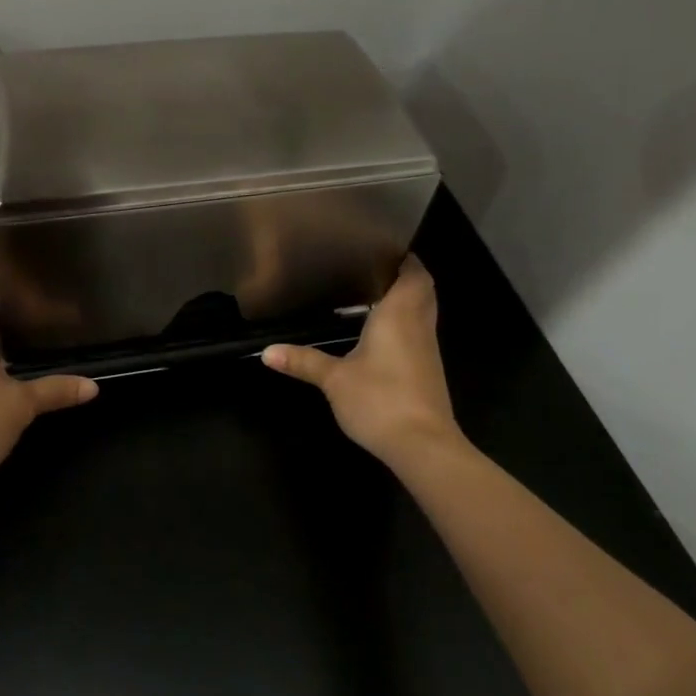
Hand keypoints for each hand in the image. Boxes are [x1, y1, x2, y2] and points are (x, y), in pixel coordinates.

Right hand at [261, 255, 464, 471]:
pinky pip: (420, 334)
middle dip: (406, 276)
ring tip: (375, 294)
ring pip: (424, 313)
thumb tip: (267, 352)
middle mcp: (419, 326)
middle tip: (376, 268)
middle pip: (424, 290)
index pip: (414, 275)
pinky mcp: (428, 372)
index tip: (384, 249)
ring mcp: (428, 351)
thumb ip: (303, 362)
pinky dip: (406, 324)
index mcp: (400, 315)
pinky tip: (382, 334)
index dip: (405, 259)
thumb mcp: (334, 380)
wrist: (423, 446)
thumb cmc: (380, 400)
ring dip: (407, 300)